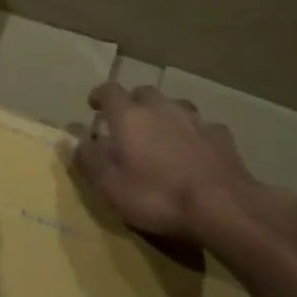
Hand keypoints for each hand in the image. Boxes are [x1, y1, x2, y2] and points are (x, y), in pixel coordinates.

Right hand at [71, 83, 296, 246]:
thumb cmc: (157, 196)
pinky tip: (197, 150)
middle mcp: (161, 107)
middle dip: (133, 103)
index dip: (99, 95)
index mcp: (130, 115)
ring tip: (162, 134)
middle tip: (128, 123)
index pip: (109, 90)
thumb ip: (89, 160)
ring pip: (175, 106)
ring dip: (165, 115)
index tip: (93, 105)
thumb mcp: (110, 186)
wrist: (222, 206)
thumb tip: (74, 140)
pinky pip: (202, 127)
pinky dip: (194, 134)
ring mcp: (194, 119)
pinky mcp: (220, 136)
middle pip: (143, 93)